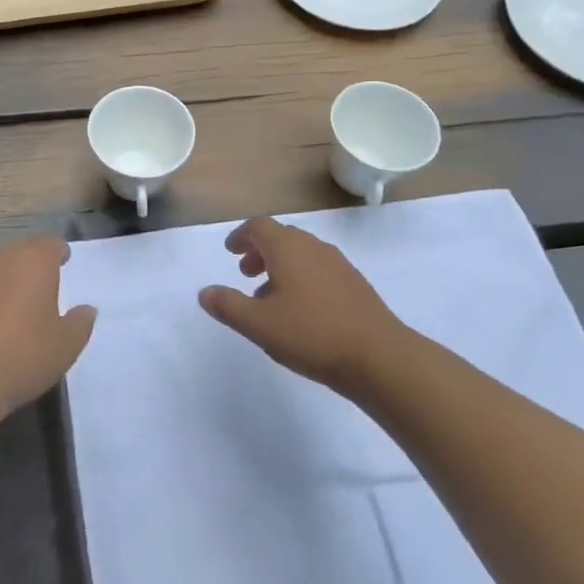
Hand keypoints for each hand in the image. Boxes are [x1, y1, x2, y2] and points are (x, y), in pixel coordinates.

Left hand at [0, 237, 95, 421]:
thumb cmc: (21, 357)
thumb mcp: (65, 346)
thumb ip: (80, 323)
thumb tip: (87, 309)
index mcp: (33, 263)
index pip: (50, 244)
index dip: (59, 252)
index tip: (64, 261)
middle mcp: (0, 261)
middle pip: (21, 252)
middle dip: (34, 264)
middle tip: (45, 283)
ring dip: (8, 280)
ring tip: (18, 304)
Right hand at [198, 217, 411, 395]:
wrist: (379, 357)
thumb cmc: (311, 334)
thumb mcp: (258, 324)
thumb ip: (228, 305)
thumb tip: (205, 292)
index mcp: (288, 248)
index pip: (259, 227)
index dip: (241, 236)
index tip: (230, 251)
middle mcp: (313, 247)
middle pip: (281, 238)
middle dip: (259, 251)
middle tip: (245, 273)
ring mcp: (338, 265)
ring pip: (302, 255)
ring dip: (280, 267)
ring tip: (268, 297)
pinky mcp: (355, 285)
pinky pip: (319, 270)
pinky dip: (301, 278)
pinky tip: (300, 311)